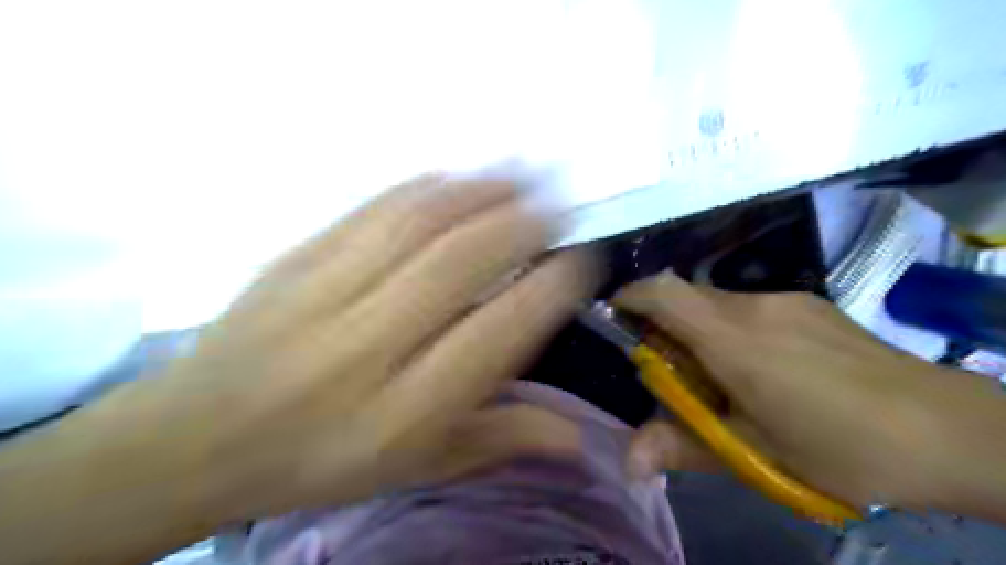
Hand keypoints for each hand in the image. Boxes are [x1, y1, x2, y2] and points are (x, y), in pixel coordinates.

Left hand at [1, 175, 595, 563]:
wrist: (195, 440)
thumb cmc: (320, 461)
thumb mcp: (415, 467)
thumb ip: (498, 440)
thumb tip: (577, 436)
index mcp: (405, 409)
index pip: (498, 332)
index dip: (550, 288)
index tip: (583, 262)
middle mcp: (369, 344)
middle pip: (461, 261)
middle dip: (524, 223)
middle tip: (561, 205)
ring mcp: (324, 291)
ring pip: (419, 221)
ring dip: (481, 191)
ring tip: (523, 176)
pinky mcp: (295, 257)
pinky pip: (373, 209)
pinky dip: (426, 187)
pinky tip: (457, 179)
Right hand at [613, 272, 1005, 515]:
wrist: (952, 431)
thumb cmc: (841, 446)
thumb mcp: (755, 453)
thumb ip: (684, 448)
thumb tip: (628, 463)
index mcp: (734, 340)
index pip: (665, 294)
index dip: (631, 298)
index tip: (614, 318)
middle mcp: (754, 306)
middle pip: (687, 298)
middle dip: (664, 326)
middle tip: (672, 374)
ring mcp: (784, 301)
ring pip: (716, 303)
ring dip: (699, 330)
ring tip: (720, 380)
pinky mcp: (808, 305)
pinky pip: (747, 308)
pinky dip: (730, 329)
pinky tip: (762, 370)